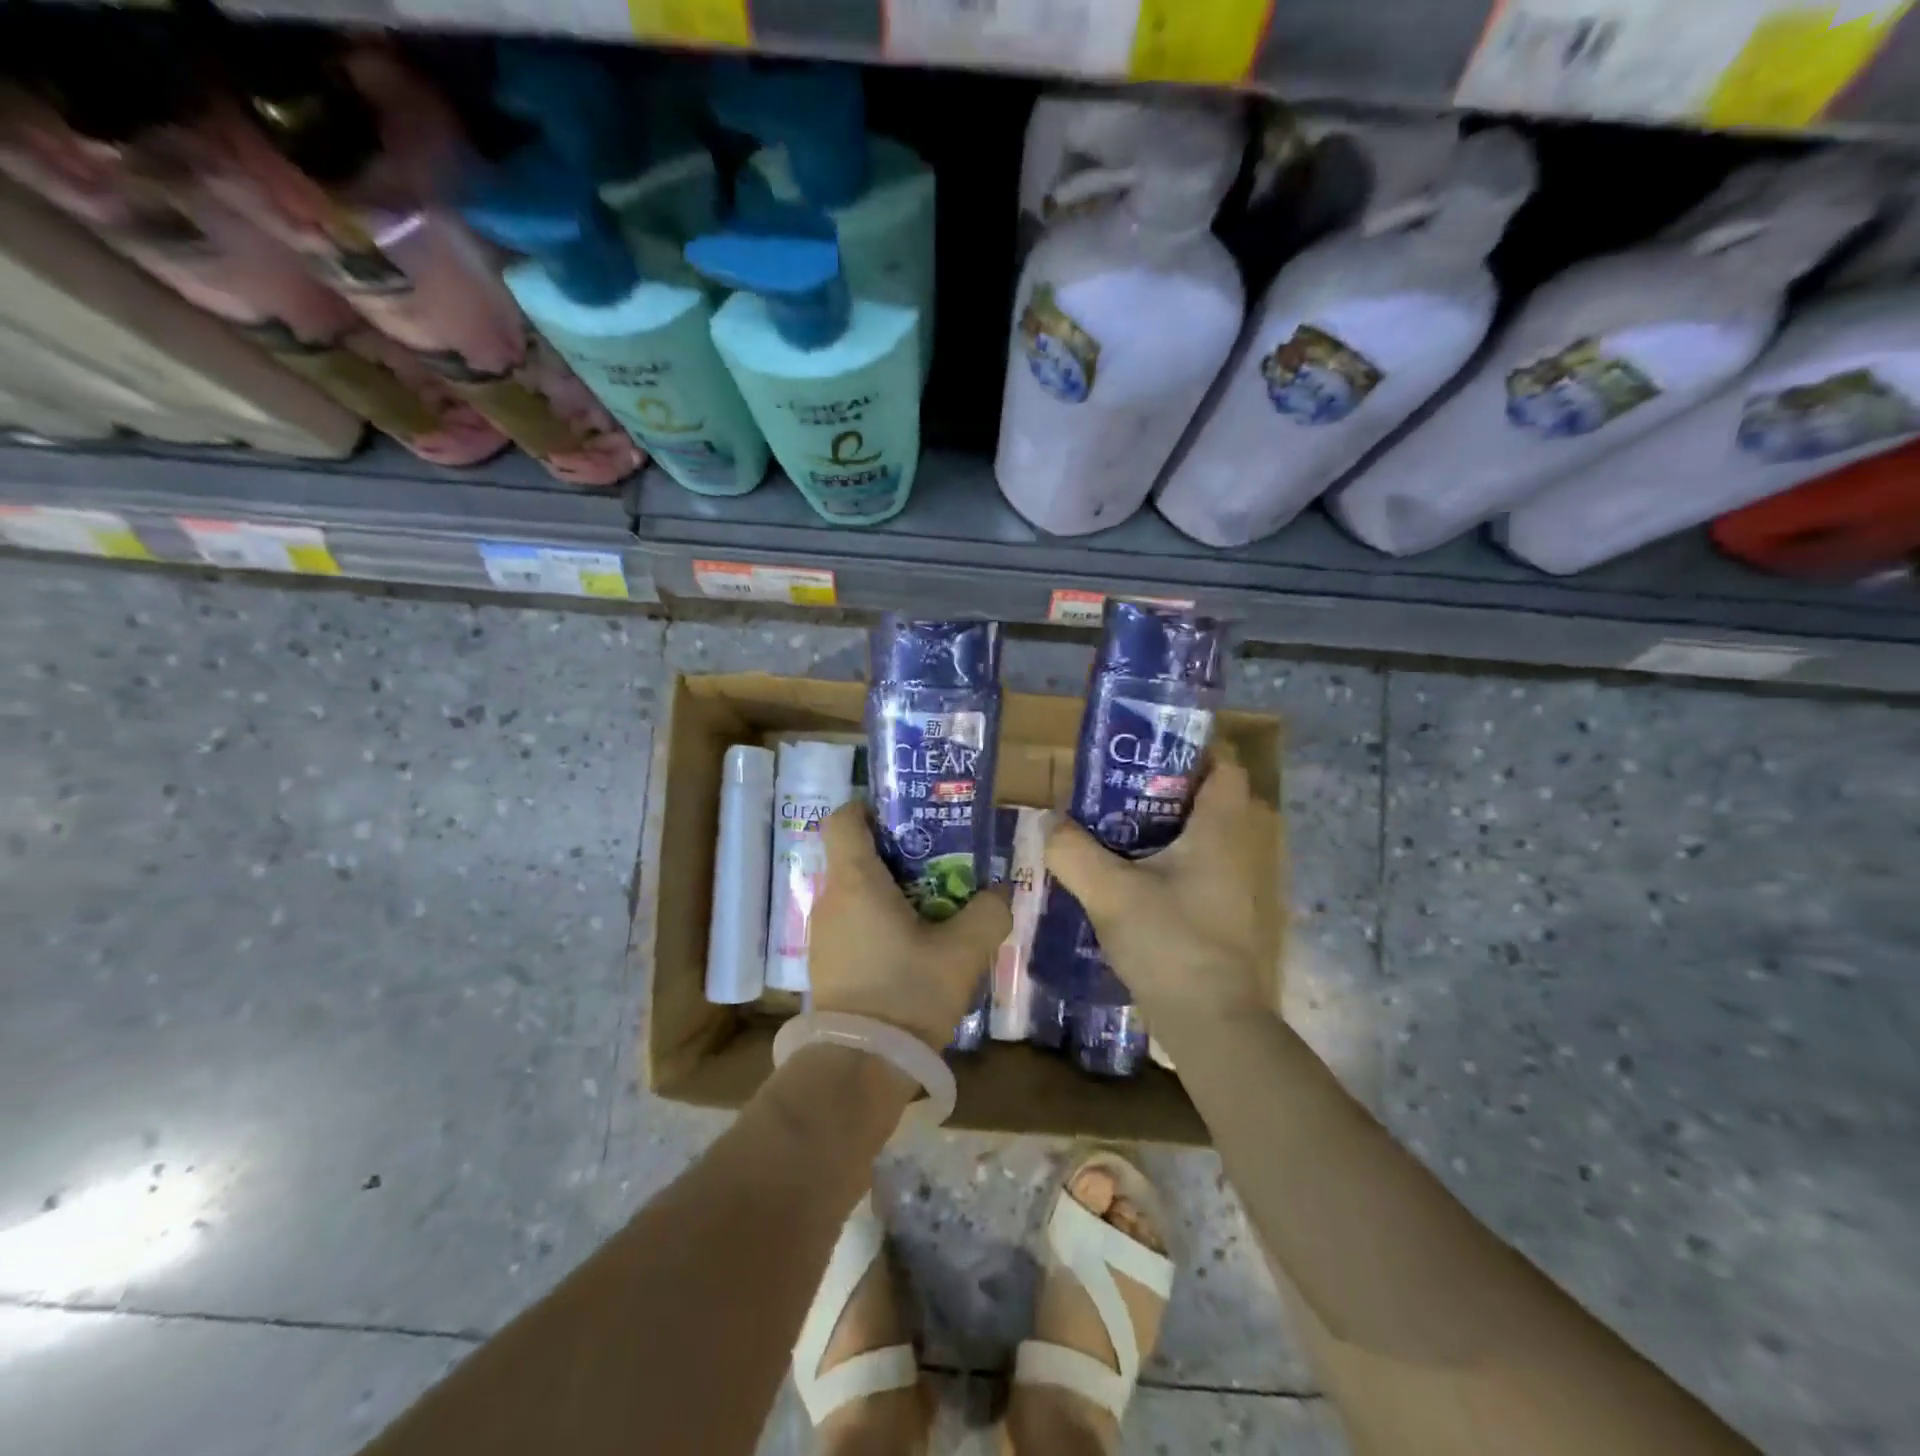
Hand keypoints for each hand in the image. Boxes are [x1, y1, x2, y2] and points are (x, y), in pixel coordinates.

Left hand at [808, 803, 1012, 1050]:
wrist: (859, 1068)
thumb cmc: (907, 994)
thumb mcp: (963, 952)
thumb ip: (988, 913)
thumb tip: (999, 893)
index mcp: (855, 882)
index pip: (843, 818)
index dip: (869, 808)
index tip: (904, 818)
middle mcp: (830, 900)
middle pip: (855, 856)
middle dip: (895, 854)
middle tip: (938, 865)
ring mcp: (822, 935)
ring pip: (855, 894)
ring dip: (889, 893)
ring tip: (932, 909)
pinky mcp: (826, 965)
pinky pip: (852, 925)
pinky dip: (878, 923)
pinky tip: (912, 949)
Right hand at [1044, 750, 1277, 1023]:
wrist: (1209, 1023)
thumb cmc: (1171, 944)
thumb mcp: (1111, 893)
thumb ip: (1072, 852)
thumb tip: (1047, 822)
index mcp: (1217, 831)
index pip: (1223, 768)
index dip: (1189, 751)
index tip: (1142, 751)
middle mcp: (1229, 851)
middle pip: (1198, 800)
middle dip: (1153, 789)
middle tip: (1106, 788)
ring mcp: (1223, 886)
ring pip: (1186, 838)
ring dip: (1149, 828)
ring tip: (1100, 826)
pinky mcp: (1210, 914)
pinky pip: (1180, 869)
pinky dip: (1151, 862)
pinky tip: (1113, 874)